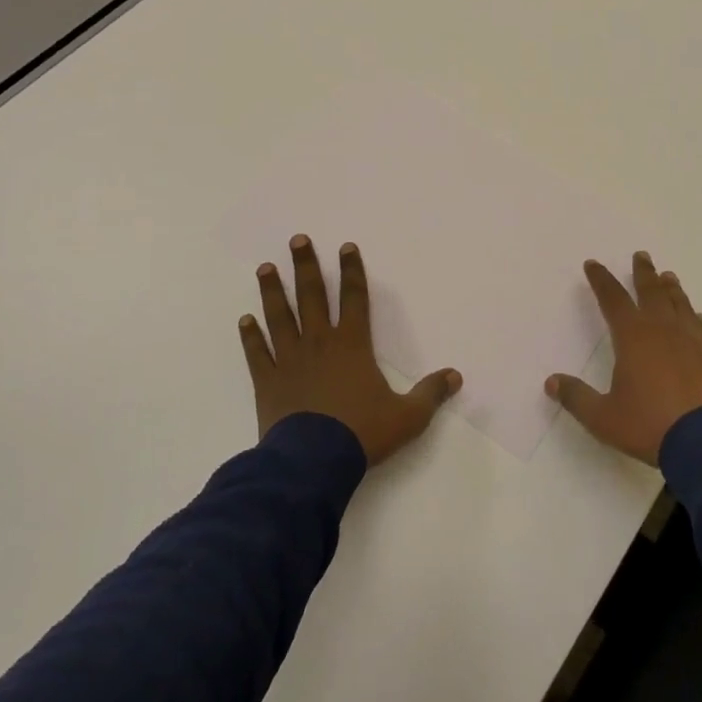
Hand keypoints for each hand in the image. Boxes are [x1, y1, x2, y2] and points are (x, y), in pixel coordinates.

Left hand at [239, 234, 460, 466]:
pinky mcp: (268, 381)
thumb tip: (456, 376)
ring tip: (265, 268)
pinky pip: (258, 353)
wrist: (312, 462)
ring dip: (273, 291)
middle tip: (297, 239)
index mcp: (353, 345)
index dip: (353, 271)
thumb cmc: (362, 433)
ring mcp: (290, 360)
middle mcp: (320, 343)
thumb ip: (430, 394)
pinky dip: (251, 336)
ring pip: (280, 317)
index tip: (346, 247)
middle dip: (307, 266)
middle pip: (312, 296)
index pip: (355, 299)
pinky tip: (245, 320)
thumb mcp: (408, 417)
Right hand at [546, 251, 701, 465]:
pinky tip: (698, 317)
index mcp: (633, 337)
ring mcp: (693, 341)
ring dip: (671, 289)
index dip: (601, 280)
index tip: (592, 264)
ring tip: (668, 276)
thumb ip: (577, 398)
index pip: (612, 299)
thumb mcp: (604, 417)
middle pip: (651, 292)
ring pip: (680, 305)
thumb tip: (551, 382)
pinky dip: (697, 318)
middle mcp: (664, 330)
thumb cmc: (650, 425)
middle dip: (643, 273)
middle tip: (641, 255)